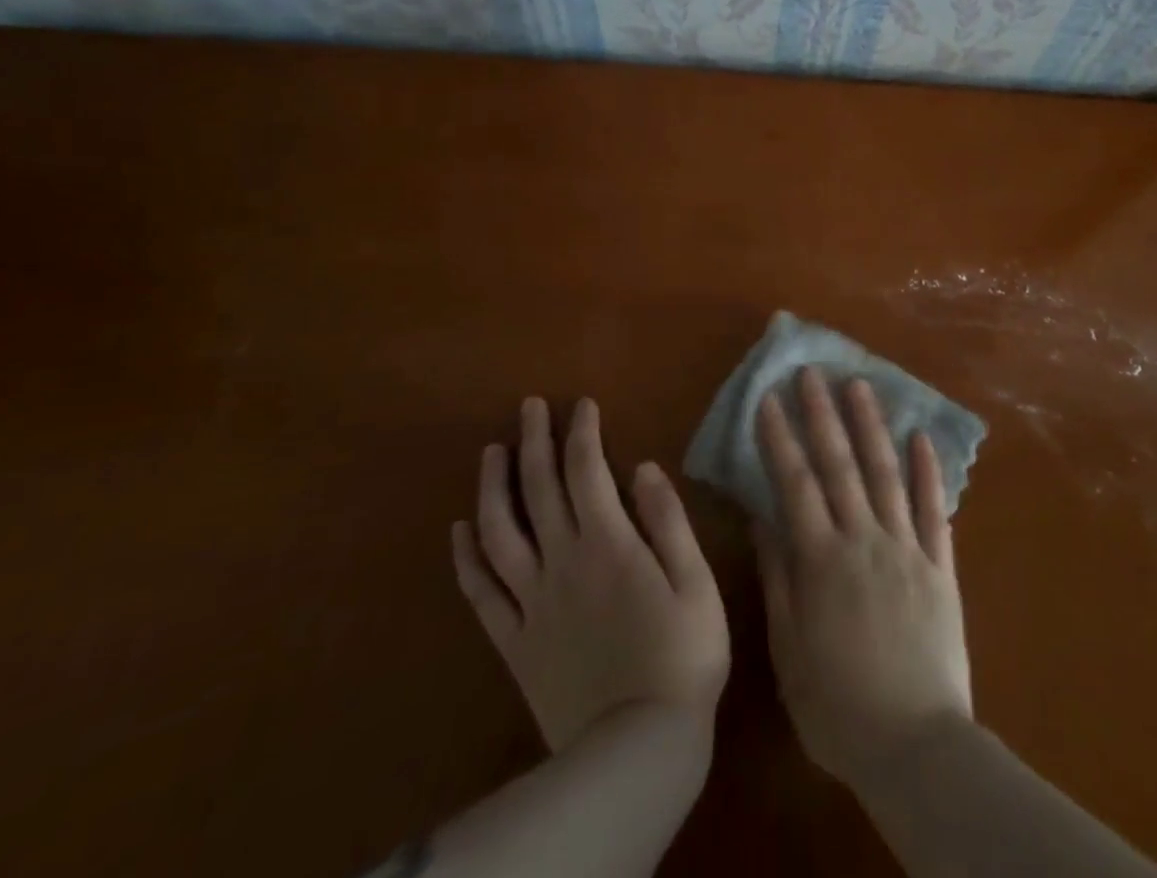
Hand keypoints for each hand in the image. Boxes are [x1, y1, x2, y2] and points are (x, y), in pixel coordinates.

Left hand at [452, 397, 729, 753]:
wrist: (635, 751)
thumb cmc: (682, 658)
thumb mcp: (696, 583)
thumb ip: (668, 521)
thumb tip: (642, 467)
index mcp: (609, 543)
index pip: (587, 470)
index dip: (582, 431)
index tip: (581, 404)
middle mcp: (562, 561)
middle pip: (539, 489)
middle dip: (533, 440)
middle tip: (528, 406)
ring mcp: (532, 602)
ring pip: (500, 532)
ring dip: (492, 486)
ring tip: (491, 451)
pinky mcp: (514, 642)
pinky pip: (482, 593)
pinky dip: (467, 558)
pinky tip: (460, 530)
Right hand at [754, 368, 973, 789]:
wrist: (916, 747)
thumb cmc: (839, 706)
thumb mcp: (790, 649)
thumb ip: (779, 577)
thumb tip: (762, 517)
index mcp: (822, 560)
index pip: (795, 483)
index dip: (780, 438)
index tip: (768, 398)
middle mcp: (864, 540)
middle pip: (840, 465)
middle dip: (823, 414)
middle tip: (812, 371)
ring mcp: (907, 548)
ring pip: (886, 474)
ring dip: (872, 426)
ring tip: (860, 385)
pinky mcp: (941, 566)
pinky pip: (935, 510)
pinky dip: (929, 471)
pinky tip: (921, 436)